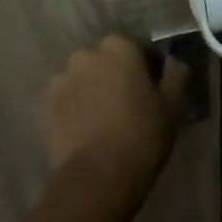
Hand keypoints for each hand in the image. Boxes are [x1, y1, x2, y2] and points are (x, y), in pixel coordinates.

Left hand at [42, 36, 186, 219]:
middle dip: (115, 74)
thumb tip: (173, 62)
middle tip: (129, 103)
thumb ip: (175, 75)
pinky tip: (87, 130)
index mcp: (118, 47)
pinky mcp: (46, 107)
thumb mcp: (173, 104)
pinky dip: (75, 109)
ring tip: (105, 119)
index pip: (135, 47)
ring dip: (93, 90)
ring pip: (83, 79)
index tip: (153, 88)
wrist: (98, 175)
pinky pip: (66, 100)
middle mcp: (86, 55)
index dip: (146, 66)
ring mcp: (62, 80)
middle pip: (105, 60)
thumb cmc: (143, 133)